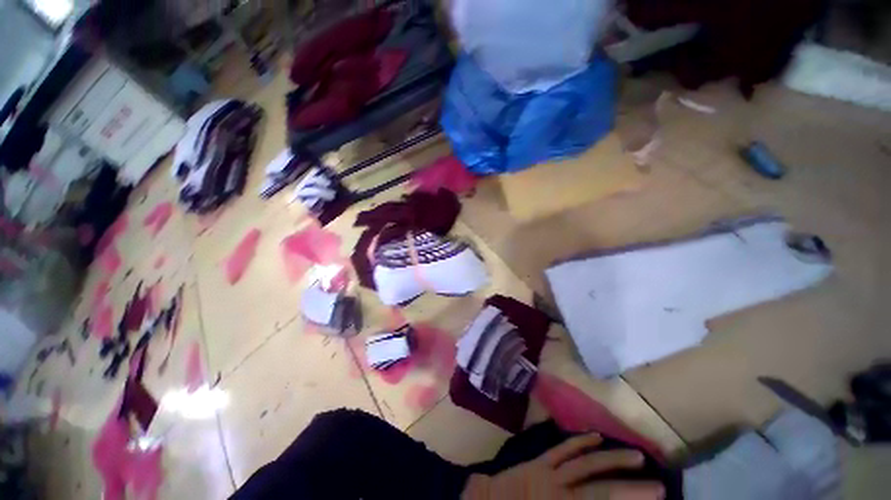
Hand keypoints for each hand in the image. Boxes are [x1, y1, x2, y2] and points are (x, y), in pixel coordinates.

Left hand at [462, 434, 664, 499]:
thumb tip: (595, 498)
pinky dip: (581, 442)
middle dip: (631, 489)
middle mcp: (559, 490)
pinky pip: (563, 449)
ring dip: (612, 459)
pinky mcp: (539, 460)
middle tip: (659, 486)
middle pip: (600, 488)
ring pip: (585, 463)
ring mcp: (548, 471)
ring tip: (636, 456)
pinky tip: (596, 436)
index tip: (654, 499)